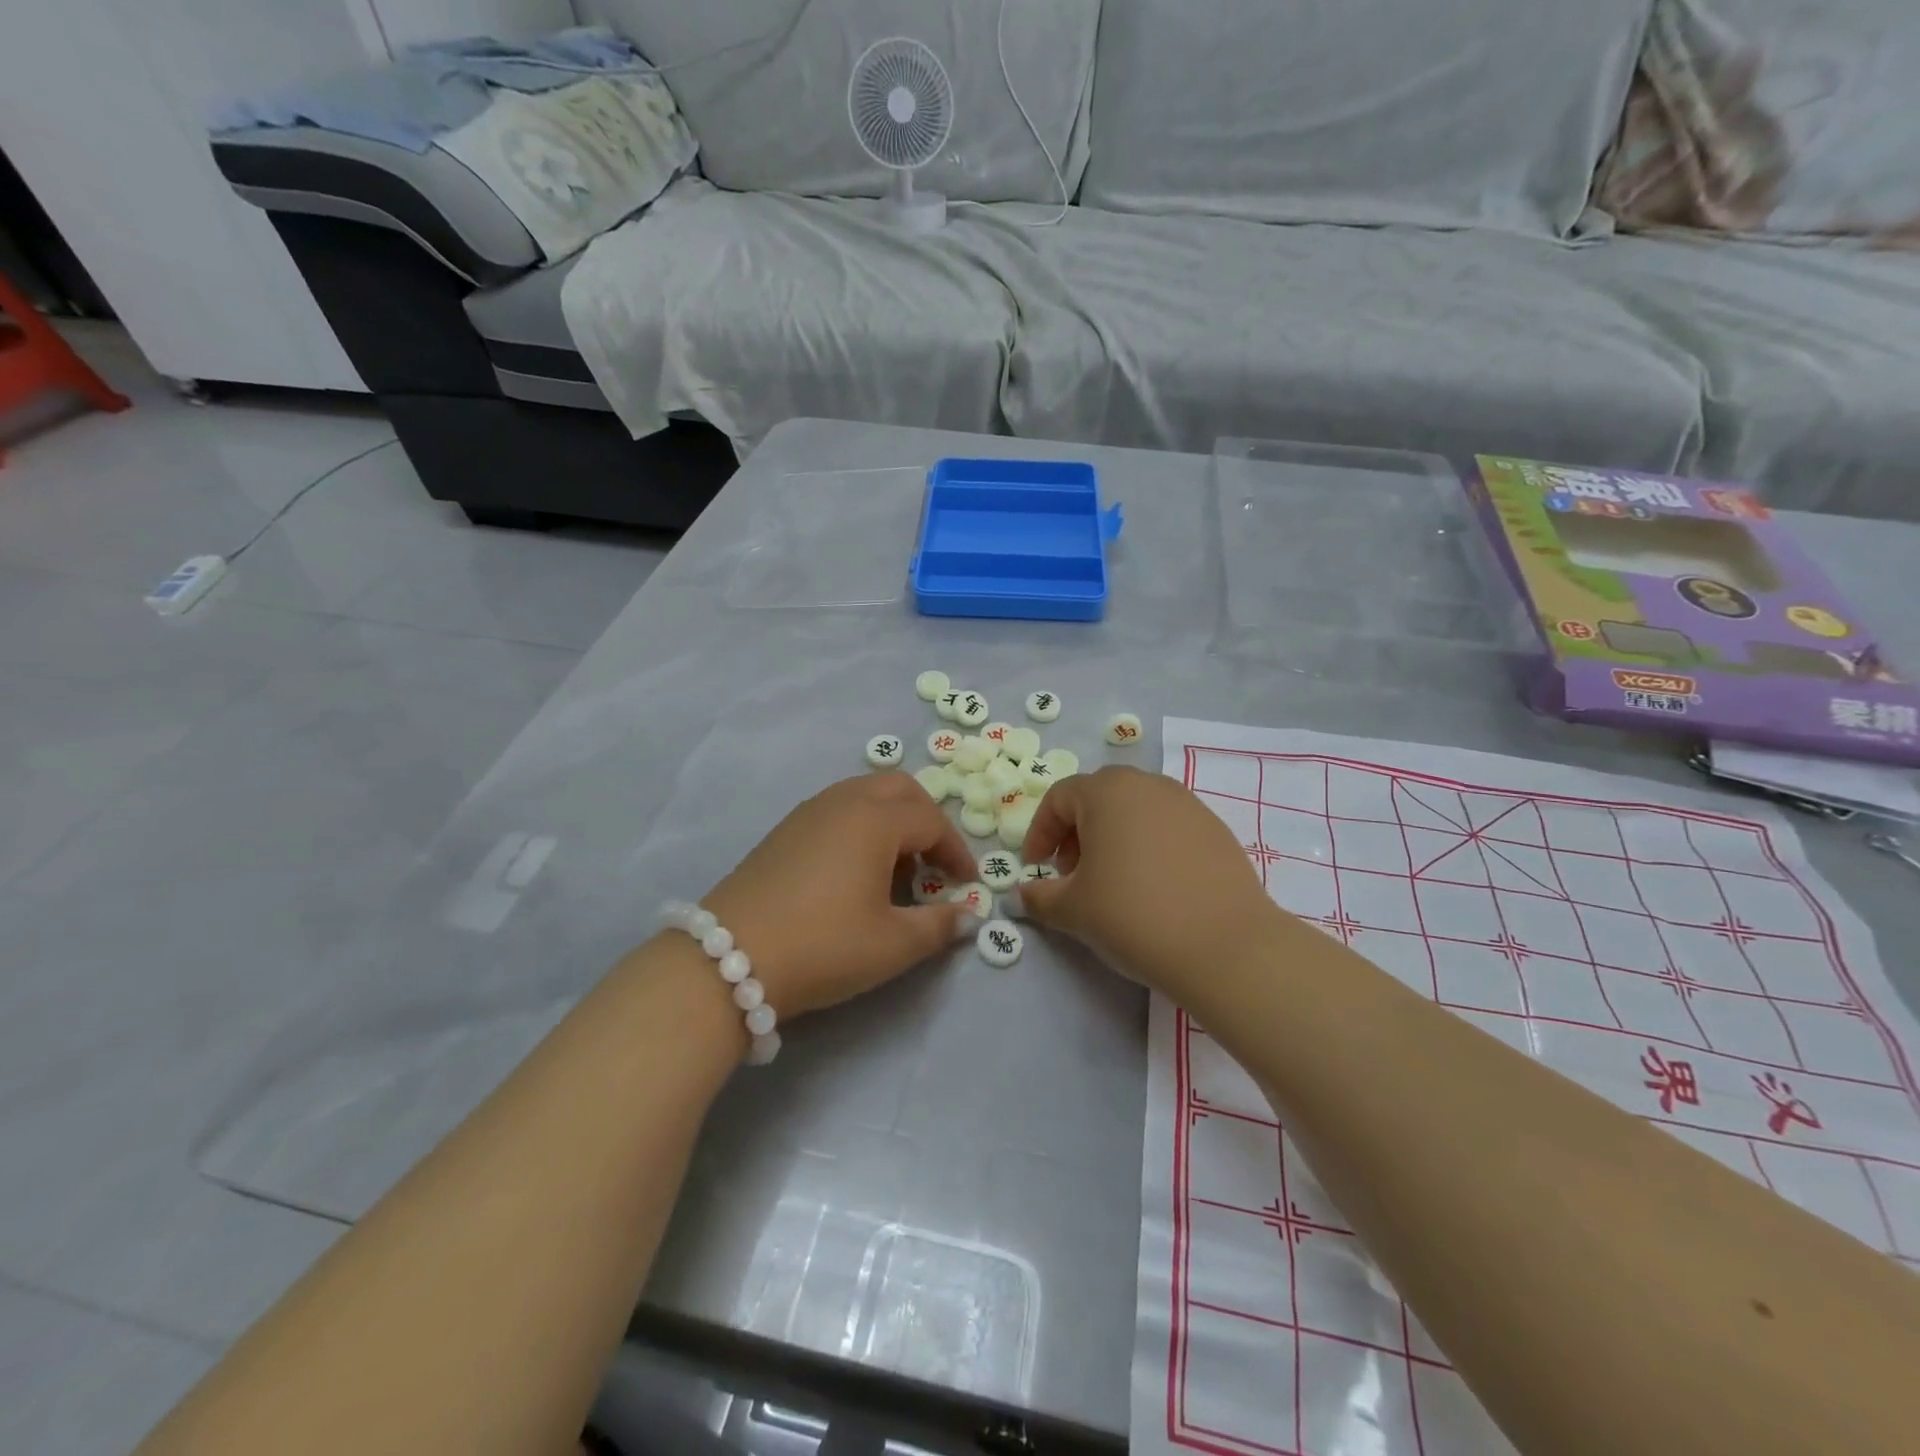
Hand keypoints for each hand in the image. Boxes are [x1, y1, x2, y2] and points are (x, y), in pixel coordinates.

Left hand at [701, 772, 980, 1018]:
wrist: (728, 959)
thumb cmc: (824, 946)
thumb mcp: (893, 945)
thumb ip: (939, 926)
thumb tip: (967, 916)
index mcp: (875, 820)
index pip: (932, 821)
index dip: (956, 851)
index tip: (966, 884)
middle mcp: (843, 802)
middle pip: (899, 789)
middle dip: (927, 819)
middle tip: (935, 861)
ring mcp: (808, 813)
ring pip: (865, 796)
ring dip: (892, 822)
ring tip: (897, 870)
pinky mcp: (783, 831)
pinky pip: (837, 811)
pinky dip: (861, 828)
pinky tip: (855, 873)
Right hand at [1016, 766, 1280, 994]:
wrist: (1225, 947)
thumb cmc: (1134, 915)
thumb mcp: (1073, 910)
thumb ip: (1039, 896)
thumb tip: (1023, 894)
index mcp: (1107, 791)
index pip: (1059, 798)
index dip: (1040, 832)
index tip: (1035, 866)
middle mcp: (1148, 785)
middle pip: (1098, 798)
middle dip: (1076, 832)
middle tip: (1070, 873)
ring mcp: (1188, 805)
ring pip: (1135, 811)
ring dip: (1112, 838)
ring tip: (1111, 882)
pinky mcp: (1216, 830)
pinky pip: (1167, 828)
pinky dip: (1148, 847)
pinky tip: (1152, 888)